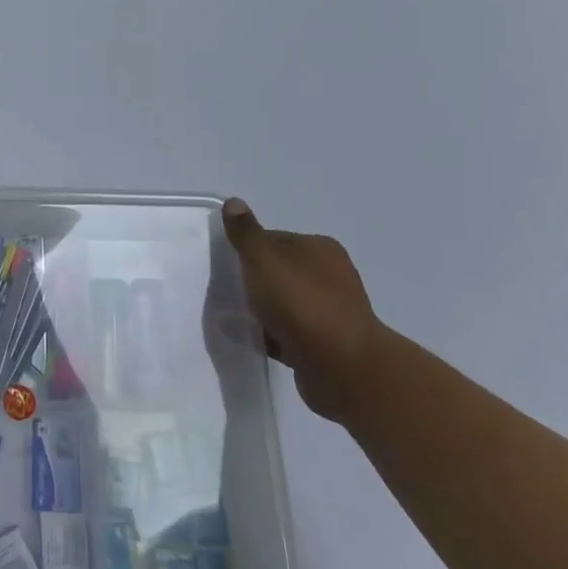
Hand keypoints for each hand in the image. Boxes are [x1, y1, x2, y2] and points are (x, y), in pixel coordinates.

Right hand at [222, 198, 386, 422]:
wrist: (342, 367)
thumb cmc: (301, 302)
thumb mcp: (264, 258)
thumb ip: (246, 233)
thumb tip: (234, 201)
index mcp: (320, 249)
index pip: (275, 239)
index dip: (248, 248)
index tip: (226, 263)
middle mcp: (330, 276)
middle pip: (280, 272)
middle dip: (254, 280)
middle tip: (225, 289)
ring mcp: (329, 313)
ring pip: (284, 304)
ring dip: (262, 310)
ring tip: (233, 316)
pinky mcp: (324, 346)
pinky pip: (287, 334)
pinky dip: (270, 335)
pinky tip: (249, 338)